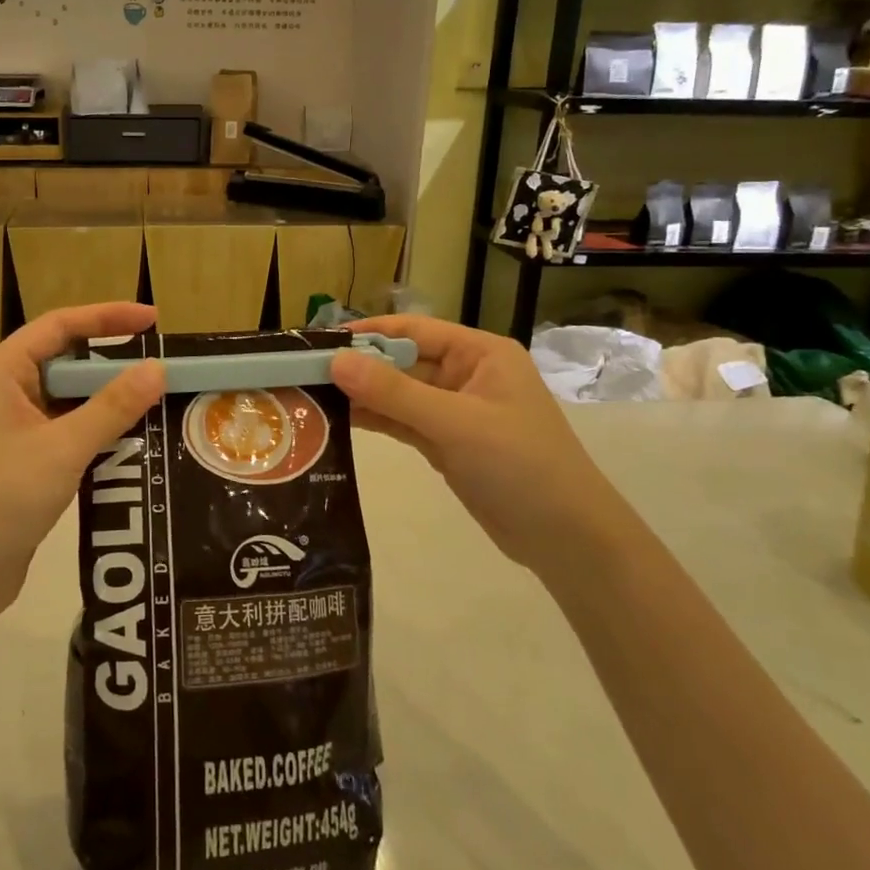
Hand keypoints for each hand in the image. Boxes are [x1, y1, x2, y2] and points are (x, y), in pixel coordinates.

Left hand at [0, 303, 164, 617]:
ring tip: (156, 403)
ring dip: (105, 402)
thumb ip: (113, 406)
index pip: (58, 326)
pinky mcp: (15, 462)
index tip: (153, 321)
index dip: (107, 317)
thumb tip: (157, 369)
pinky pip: (61, 432)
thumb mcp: (63, 448)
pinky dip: (93, 432)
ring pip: (64, 401)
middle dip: (111, 364)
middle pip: (62, 361)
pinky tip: (130, 443)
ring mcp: (4, 429)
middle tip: (161, 369)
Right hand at [330, 316, 611, 576]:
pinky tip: (338, 422)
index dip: (366, 333)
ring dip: (362, 396)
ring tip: (310, 397)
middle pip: (402, 362)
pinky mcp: (447, 443)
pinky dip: (376, 420)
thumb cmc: (519, 466)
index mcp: (480, 354)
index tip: (318, 341)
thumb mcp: (455, 423)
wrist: (566, 538)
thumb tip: (336, 361)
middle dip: (358, 367)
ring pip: (399, 394)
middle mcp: (466, 375)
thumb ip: (394, 392)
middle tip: (303, 373)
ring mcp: (456, 411)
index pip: (412, 331)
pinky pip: (404, 422)